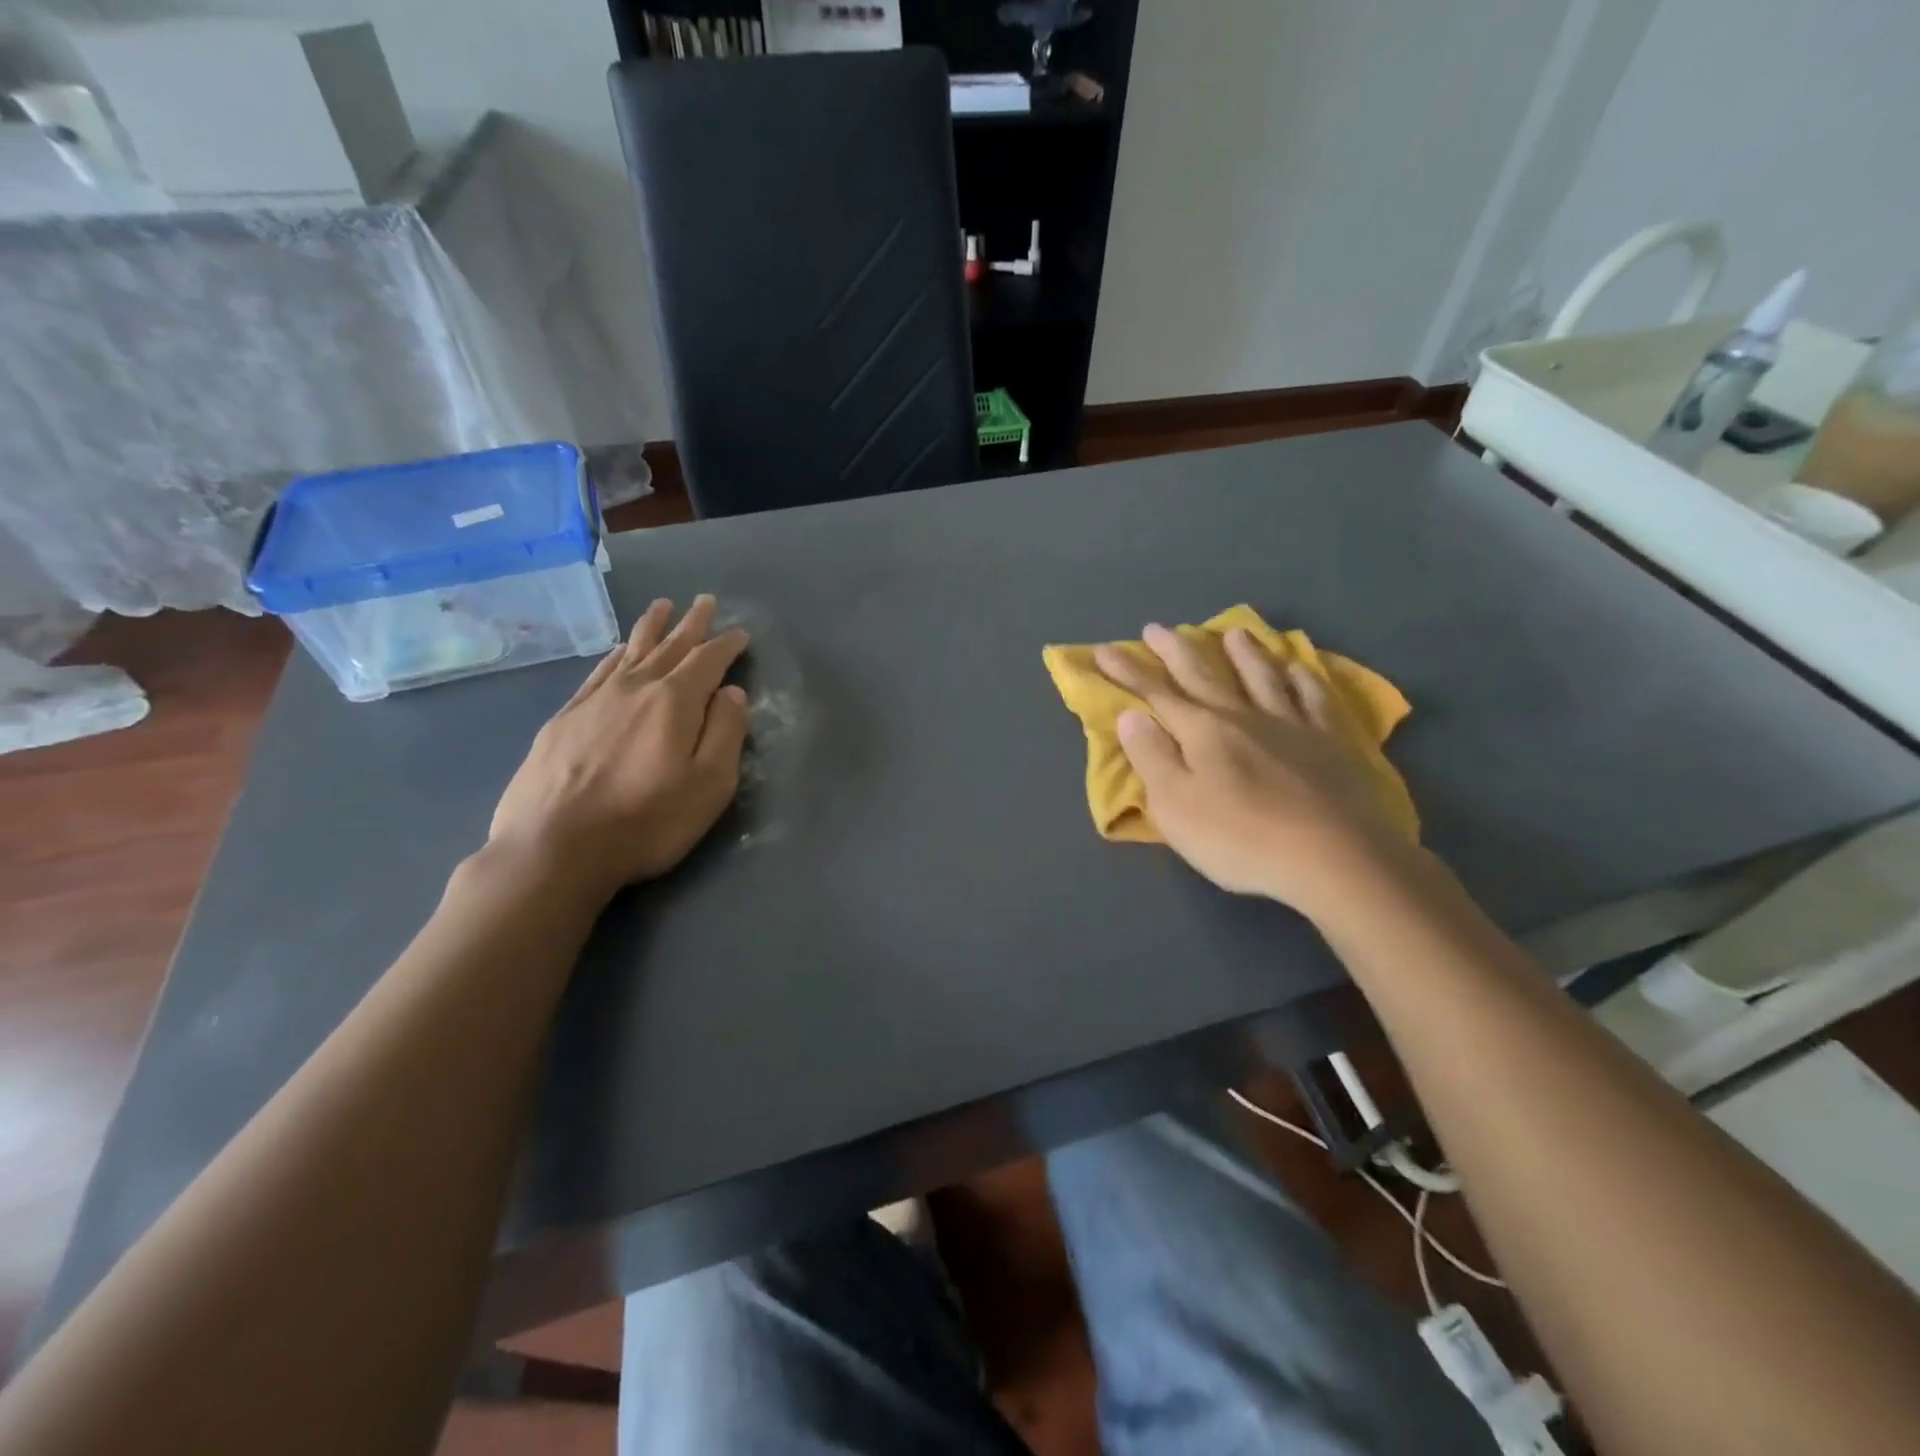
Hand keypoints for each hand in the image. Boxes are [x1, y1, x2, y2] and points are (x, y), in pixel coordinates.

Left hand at [488, 595, 749, 902]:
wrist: (554, 848)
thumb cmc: (646, 821)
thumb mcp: (709, 784)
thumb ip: (726, 733)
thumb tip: (731, 692)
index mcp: (674, 702)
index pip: (707, 661)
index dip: (726, 645)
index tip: (740, 634)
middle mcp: (635, 688)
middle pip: (668, 646)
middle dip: (691, 624)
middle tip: (704, 601)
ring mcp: (594, 700)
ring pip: (630, 651)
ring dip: (651, 628)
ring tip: (662, 606)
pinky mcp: (564, 718)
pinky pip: (598, 673)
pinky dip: (614, 656)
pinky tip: (617, 651)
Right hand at [1094, 624, 1417, 918]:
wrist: (1336, 858)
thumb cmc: (1241, 838)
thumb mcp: (1176, 806)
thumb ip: (1151, 757)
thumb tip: (1130, 715)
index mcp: (1202, 731)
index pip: (1156, 693)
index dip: (1128, 671)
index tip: (1104, 650)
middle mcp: (1243, 716)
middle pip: (1204, 675)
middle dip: (1176, 650)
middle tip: (1157, 628)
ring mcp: (1292, 725)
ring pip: (1262, 677)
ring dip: (1243, 653)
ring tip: (1233, 632)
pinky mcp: (1332, 742)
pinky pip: (1315, 699)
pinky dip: (1303, 679)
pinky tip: (1298, 668)